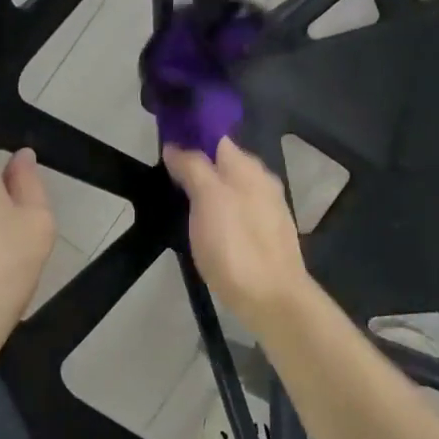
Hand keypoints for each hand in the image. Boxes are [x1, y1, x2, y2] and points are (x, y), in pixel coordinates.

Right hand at [162, 138, 312, 336]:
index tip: (165, 150)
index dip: (191, 139)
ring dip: (210, 191)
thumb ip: (193, 167)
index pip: (216, 138)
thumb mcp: (207, 199)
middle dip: (200, 166)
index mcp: (248, 167)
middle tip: (169, 180)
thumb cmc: (235, 245)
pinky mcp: (268, 236)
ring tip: (184, 204)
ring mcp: (269, 209)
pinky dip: (222, 213)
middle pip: (225, 164)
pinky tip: (209, 228)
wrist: (272, 299)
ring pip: (233, 189)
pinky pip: (239, 212)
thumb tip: (176, 146)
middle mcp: (262, 181)